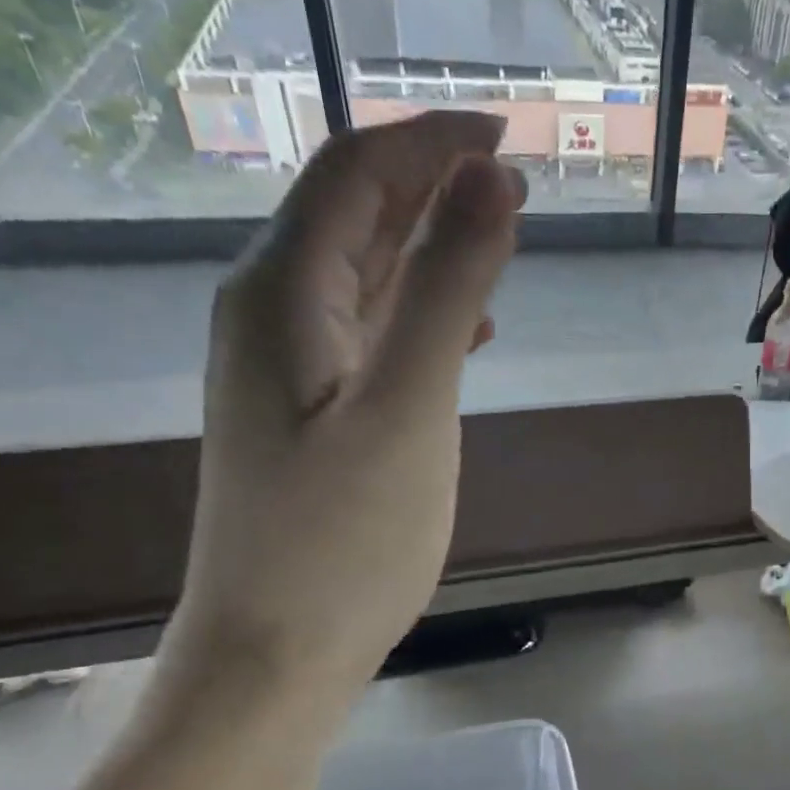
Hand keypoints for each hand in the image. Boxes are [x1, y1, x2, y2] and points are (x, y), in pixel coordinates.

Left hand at [162, 111, 524, 716]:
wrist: (276, 652)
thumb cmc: (344, 538)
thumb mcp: (408, 406)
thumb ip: (449, 289)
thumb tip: (492, 181)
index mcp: (284, 294)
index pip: (357, 173)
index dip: (432, 140)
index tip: (511, 138)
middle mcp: (272, 313)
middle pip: (354, 214)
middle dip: (433, 183)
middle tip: (517, 183)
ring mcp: (286, 366)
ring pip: (363, 272)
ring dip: (430, 243)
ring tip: (501, 239)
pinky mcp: (308, 411)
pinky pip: (366, 329)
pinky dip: (419, 310)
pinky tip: (467, 331)